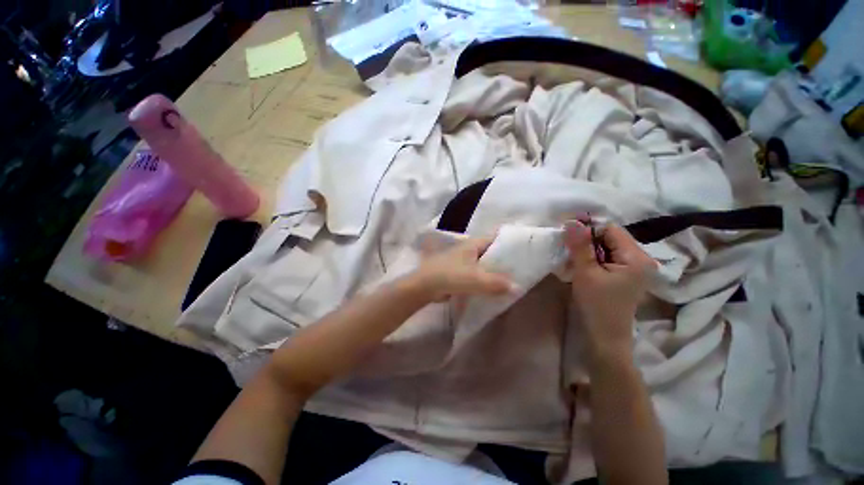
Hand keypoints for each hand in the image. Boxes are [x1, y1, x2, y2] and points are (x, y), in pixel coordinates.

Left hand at [413, 235, 512, 301]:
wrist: (425, 286)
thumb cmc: (450, 276)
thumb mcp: (475, 279)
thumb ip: (497, 283)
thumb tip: (518, 288)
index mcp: (472, 244)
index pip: (494, 238)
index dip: (508, 241)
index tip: (522, 248)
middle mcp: (468, 250)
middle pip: (490, 252)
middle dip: (503, 259)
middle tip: (521, 267)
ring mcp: (462, 261)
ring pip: (483, 264)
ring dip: (494, 271)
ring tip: (511, 279)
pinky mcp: (458, 273)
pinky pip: (476, 274)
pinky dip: (485, 279)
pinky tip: (494, 288)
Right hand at [564, 220, 655, 360]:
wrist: (605, 338)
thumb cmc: (597, 305)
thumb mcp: (586, 273)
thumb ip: (580, 246)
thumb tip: (571, 221)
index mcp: (636, 257)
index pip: (610, 229)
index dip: (587, 228)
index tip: (565, 233)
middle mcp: (639, 259)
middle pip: (609, 237)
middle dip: (586, 240)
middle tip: (565, 247)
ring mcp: (632, 268)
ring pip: (605, 248)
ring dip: (586, 250)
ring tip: (570, 257)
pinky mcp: (624, 276)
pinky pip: (606, 258)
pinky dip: (591, 258)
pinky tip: (579, 265)